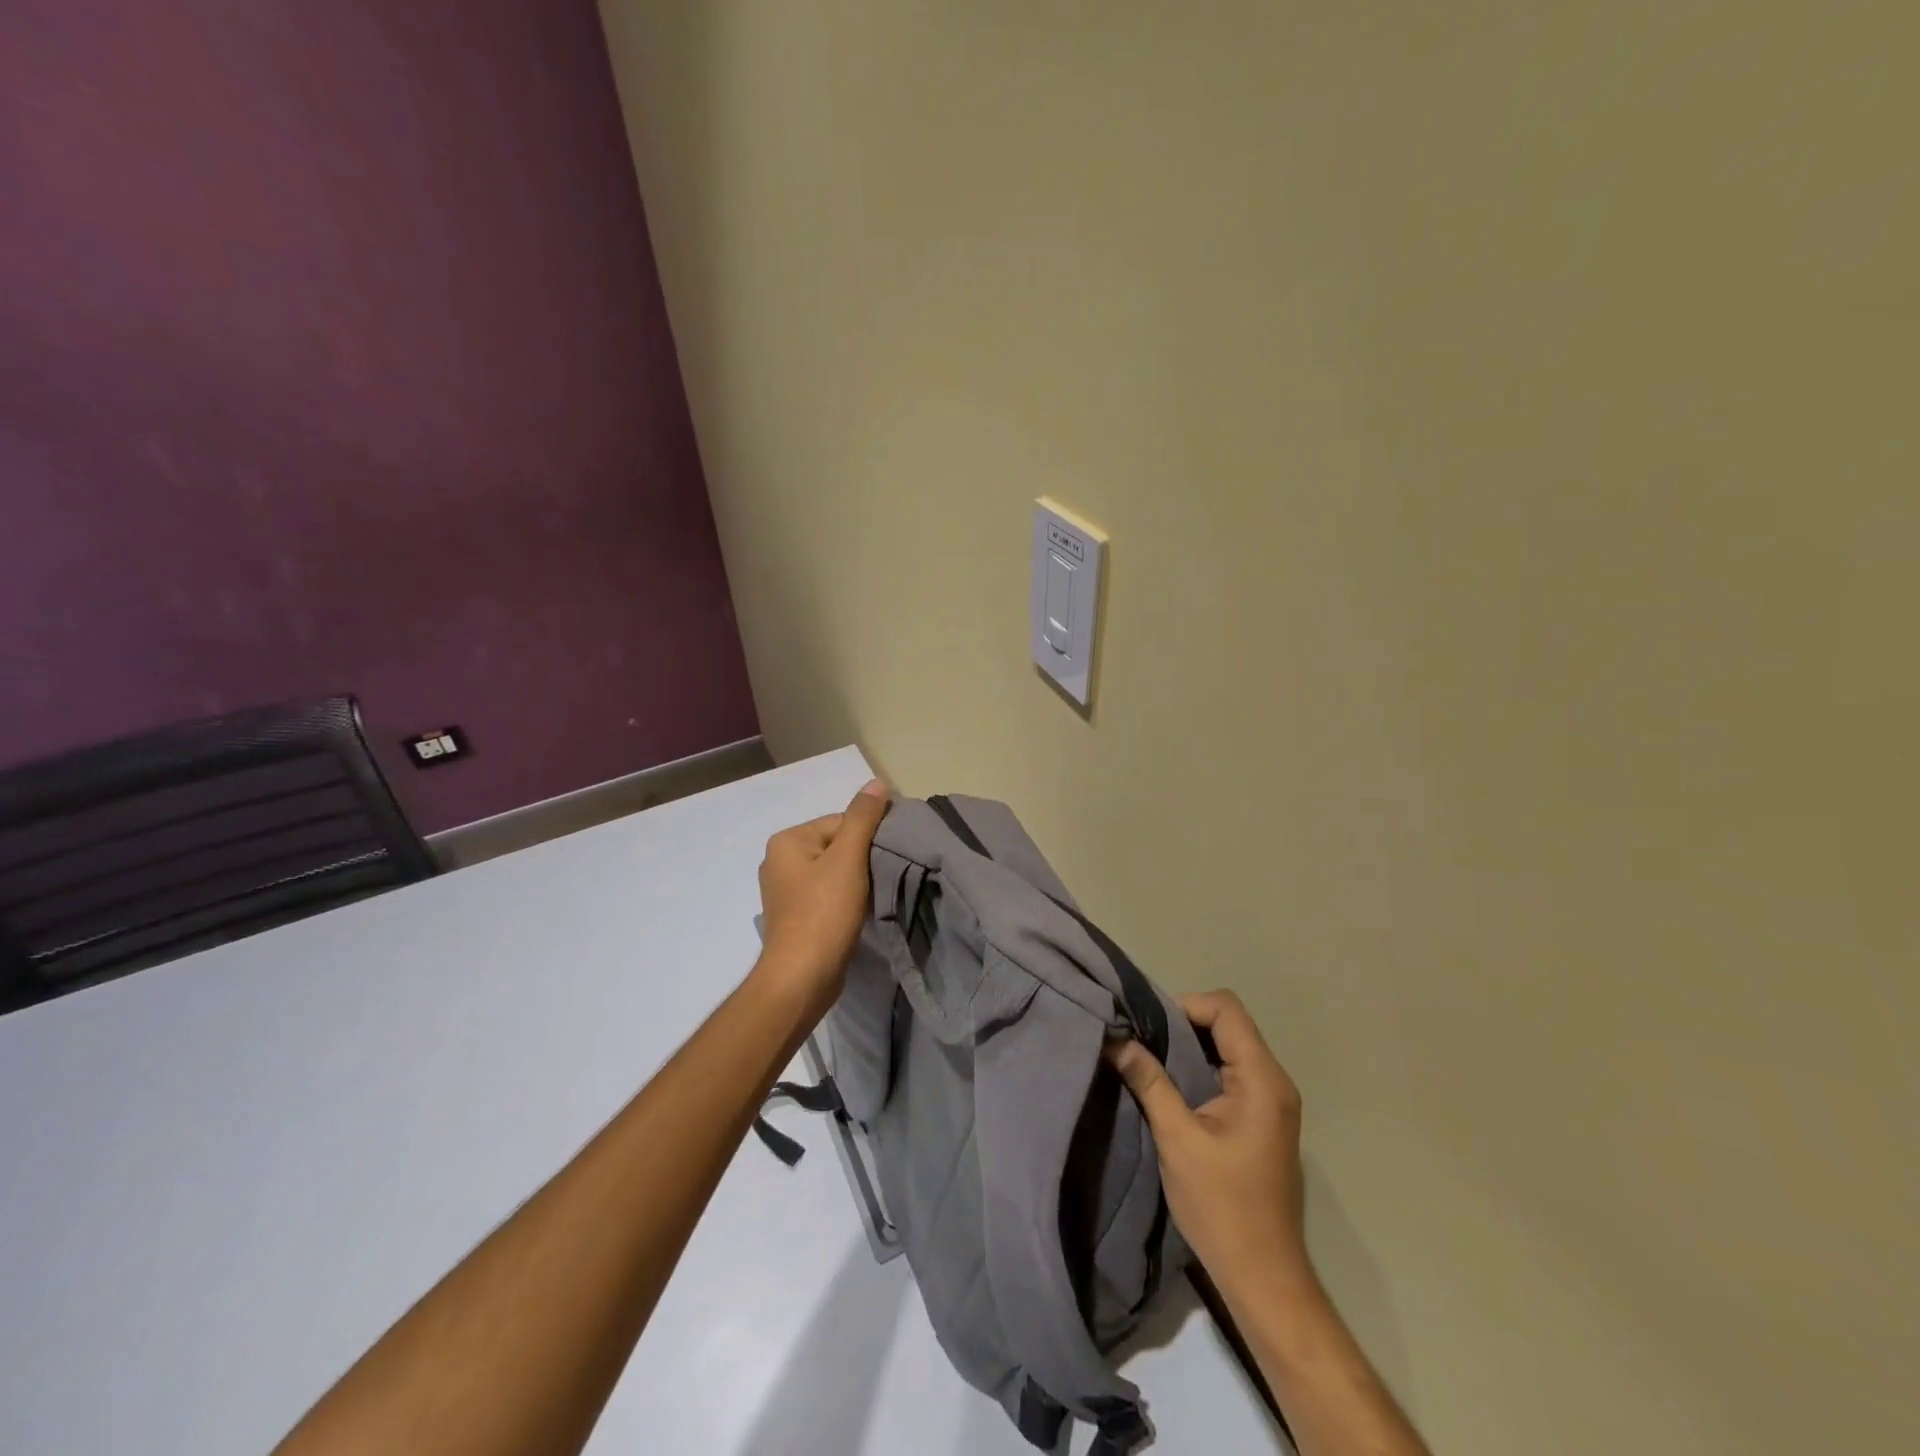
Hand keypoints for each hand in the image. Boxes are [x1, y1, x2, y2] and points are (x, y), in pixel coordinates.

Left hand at [754, 779, 891, 1021]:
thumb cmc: (823, 912)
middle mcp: (779, 861)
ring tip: (874, 895)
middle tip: (884, 876)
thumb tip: (876, 783)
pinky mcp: (795, 917)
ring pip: (833, 872)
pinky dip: (845, 900)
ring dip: (856, 881)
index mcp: (787, 841)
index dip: (868, 836)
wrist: (802, 978)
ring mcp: (785, 892)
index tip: (889, 855)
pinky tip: (859, 912)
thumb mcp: (848, 859)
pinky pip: (827, 895)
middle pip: (836, 846)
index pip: (839, 822)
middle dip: (861, 859)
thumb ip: (863, 818)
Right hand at [1108, 990, 1311, 1292]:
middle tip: (1144, 1041)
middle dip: (1183, 1023)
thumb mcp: (1176, 1139)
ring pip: (1229, 1045)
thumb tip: (1115, 1039)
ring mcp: (1272, 1100)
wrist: (1263, 1275)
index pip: (1226, 1009)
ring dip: (1190, 1045)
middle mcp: (1275, 1081)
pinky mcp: (1263, 1117)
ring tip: (1152, 1059)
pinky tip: (1173, 1085)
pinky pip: (1232, 1070)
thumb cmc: (1221, 1206)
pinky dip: (1201, 1066)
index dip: (1185, 1006)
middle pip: (1229, 1023)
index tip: (1149, 1027)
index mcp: (1262, 1079)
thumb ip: (1148, 1082)